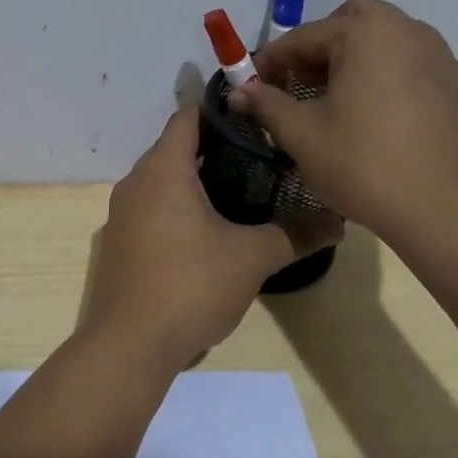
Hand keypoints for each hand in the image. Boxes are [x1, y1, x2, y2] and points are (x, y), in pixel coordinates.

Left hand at [82, 107, 338, 374]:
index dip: (222, 112)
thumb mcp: (251, 258)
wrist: (129, 344)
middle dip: (217, 148)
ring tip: (244, 192)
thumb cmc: (190, 286)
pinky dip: (178, 206)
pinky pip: (152, 207)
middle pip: (176, 148)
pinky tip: (210, 230)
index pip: (188, 118)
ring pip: (163, 180)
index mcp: (162, 170)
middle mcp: (135, 182)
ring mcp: (122, 213)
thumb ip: (295, 234)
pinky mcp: (119, 241)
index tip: (258, 119)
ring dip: (198, 180)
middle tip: (263, 158)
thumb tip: (337, 222)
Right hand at [228, 0, 457, 245]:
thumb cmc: (364, 165)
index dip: (271, 61)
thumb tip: (238, 92)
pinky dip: (388, 80)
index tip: (252, 86)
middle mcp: (410, 32)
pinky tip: (379, 123)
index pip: (304, 36)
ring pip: (388, 43)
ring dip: (356, 60)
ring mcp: (444, 59)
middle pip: (354, 21)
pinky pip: (414, 70)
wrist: (448, 211)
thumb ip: (266, 104)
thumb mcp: (301, 135)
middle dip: (321, 46)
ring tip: (338, 103)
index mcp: (367, 33)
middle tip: (301, 83)